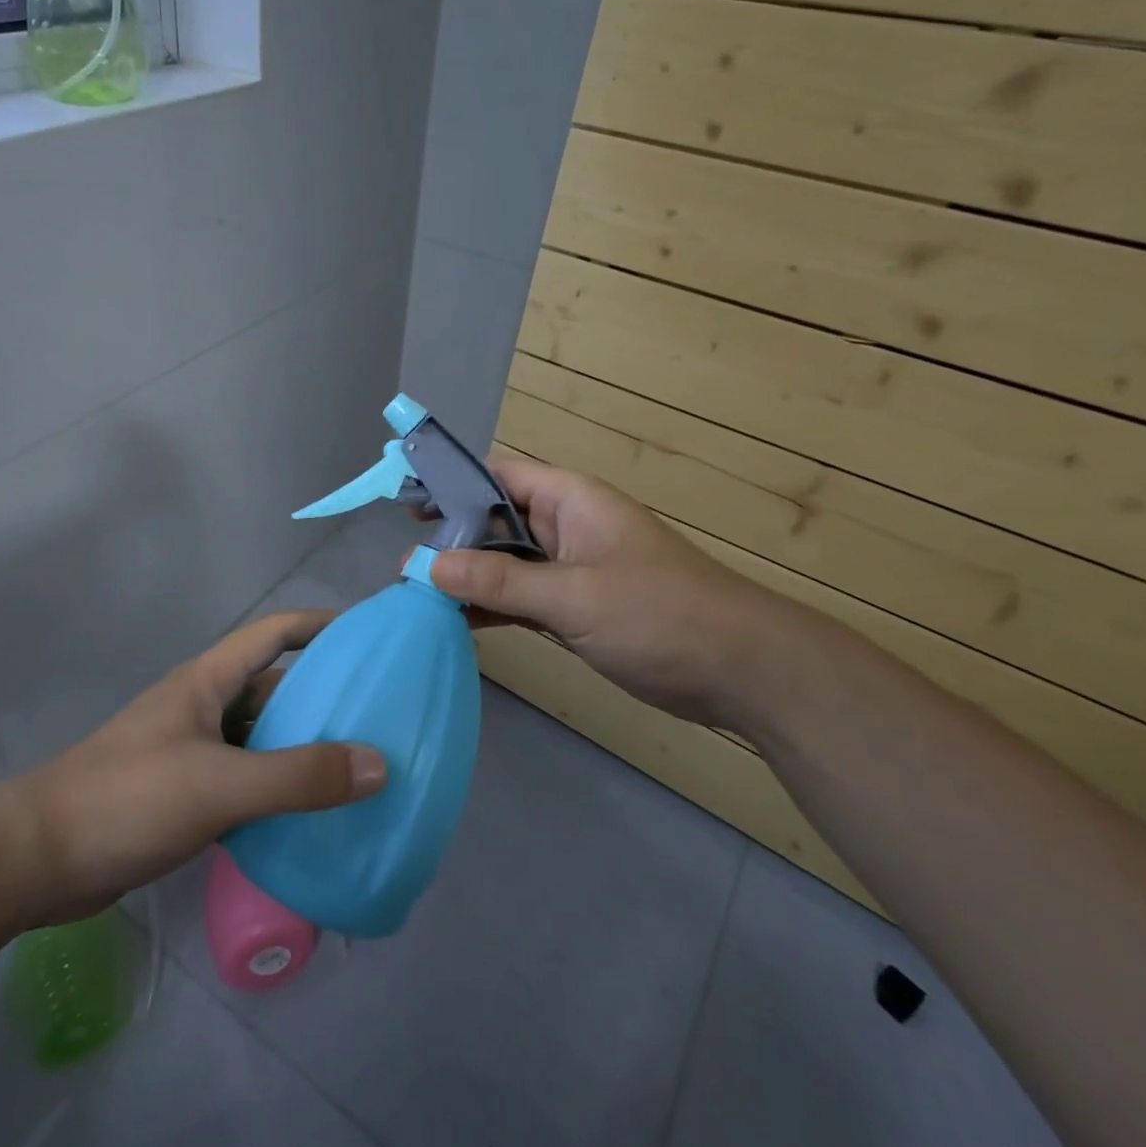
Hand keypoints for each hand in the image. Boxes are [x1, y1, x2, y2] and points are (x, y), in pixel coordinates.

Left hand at [0, 611, 387, 926]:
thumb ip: (298, 776)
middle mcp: (204, 707)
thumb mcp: (219, 784)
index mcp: (208, 681)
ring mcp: (193, 751)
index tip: (369, 637)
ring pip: (262, 739)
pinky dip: (278, 791)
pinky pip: (246, 781)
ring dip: (303, 749)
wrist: (38, 859)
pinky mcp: (185, 795)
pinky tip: (310, 817)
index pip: (275, 633)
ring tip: (359, 768)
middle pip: (274, 688)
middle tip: (381, 716)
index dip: (320, 626)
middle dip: (324, 697)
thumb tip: (380, 764)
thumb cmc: (128, 799)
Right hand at [428, 454, 781, 728]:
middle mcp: (565, 525)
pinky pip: (520, 596)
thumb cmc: (659, 615)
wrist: (742, 672)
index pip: (498, 474)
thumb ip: (499, 580)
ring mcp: (570, 568)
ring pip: (505, 561)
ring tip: (417, 594)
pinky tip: (456, 621)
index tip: (403, 504)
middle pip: (495, 519)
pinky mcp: (576, 606)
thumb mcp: (573, 595)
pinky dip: (491, 605)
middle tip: (404, 565)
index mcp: (569, 499)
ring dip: (468, 576)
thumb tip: (424, 566)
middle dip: (451, 539)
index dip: (451, 483)